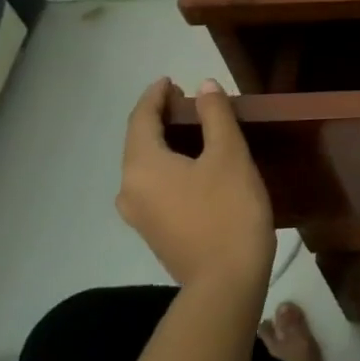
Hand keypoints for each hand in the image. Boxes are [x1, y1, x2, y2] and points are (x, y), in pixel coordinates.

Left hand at [118, 77, 274, 293]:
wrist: (226, 280)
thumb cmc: (229, 210)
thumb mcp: (229, 155)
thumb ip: (215, 116)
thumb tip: (204, 86)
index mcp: (142, 167)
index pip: (140, 119)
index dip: (155, 96)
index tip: (171, 80)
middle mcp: (129, 189)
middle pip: (139, 143)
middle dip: (160, 118)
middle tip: (188, 101)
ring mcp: (139, 214)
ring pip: (147, 165)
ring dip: (166, 142)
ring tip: (195, 128)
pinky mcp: (155, 231)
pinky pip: (155, 184)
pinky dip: (170, 164)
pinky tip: (195, 163)